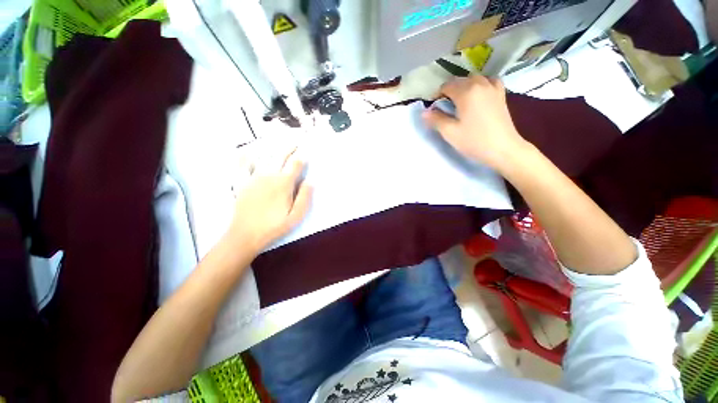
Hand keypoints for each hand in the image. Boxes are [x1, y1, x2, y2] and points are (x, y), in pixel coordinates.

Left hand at [226, 147, 311, 253]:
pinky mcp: (241, 182)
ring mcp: (253, 177)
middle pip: (280, 156)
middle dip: (289, 147)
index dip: (302, 157)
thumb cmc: (274, 227)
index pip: (295, 164)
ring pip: (264, 156)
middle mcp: (268, 175)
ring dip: (273, 148)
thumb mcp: (296, 216)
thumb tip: (310, 181)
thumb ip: (305, 197)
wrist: (245, 235)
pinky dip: (244, 156)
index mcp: (283, 183)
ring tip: (278, 142)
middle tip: (296, 141)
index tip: (306, 152)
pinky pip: (241, 164)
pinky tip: (246, 150)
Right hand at [422, 76, 527, 171]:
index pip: (446, 86)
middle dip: (449, 91)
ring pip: (474, 79)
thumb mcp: (450, 132)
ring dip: (463, 87)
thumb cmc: (474, 141)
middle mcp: (480, 84)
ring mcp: (493, 87)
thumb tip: (424, 112)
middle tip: (444, 108)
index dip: (437, 96)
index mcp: (466, 92)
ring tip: (459, 102)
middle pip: (459, 81)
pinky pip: (489, 81)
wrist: (503, 149)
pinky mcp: (501, 94)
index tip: (434, 109)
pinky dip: (480, 85)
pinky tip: (478, 95)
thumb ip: (436, 119)